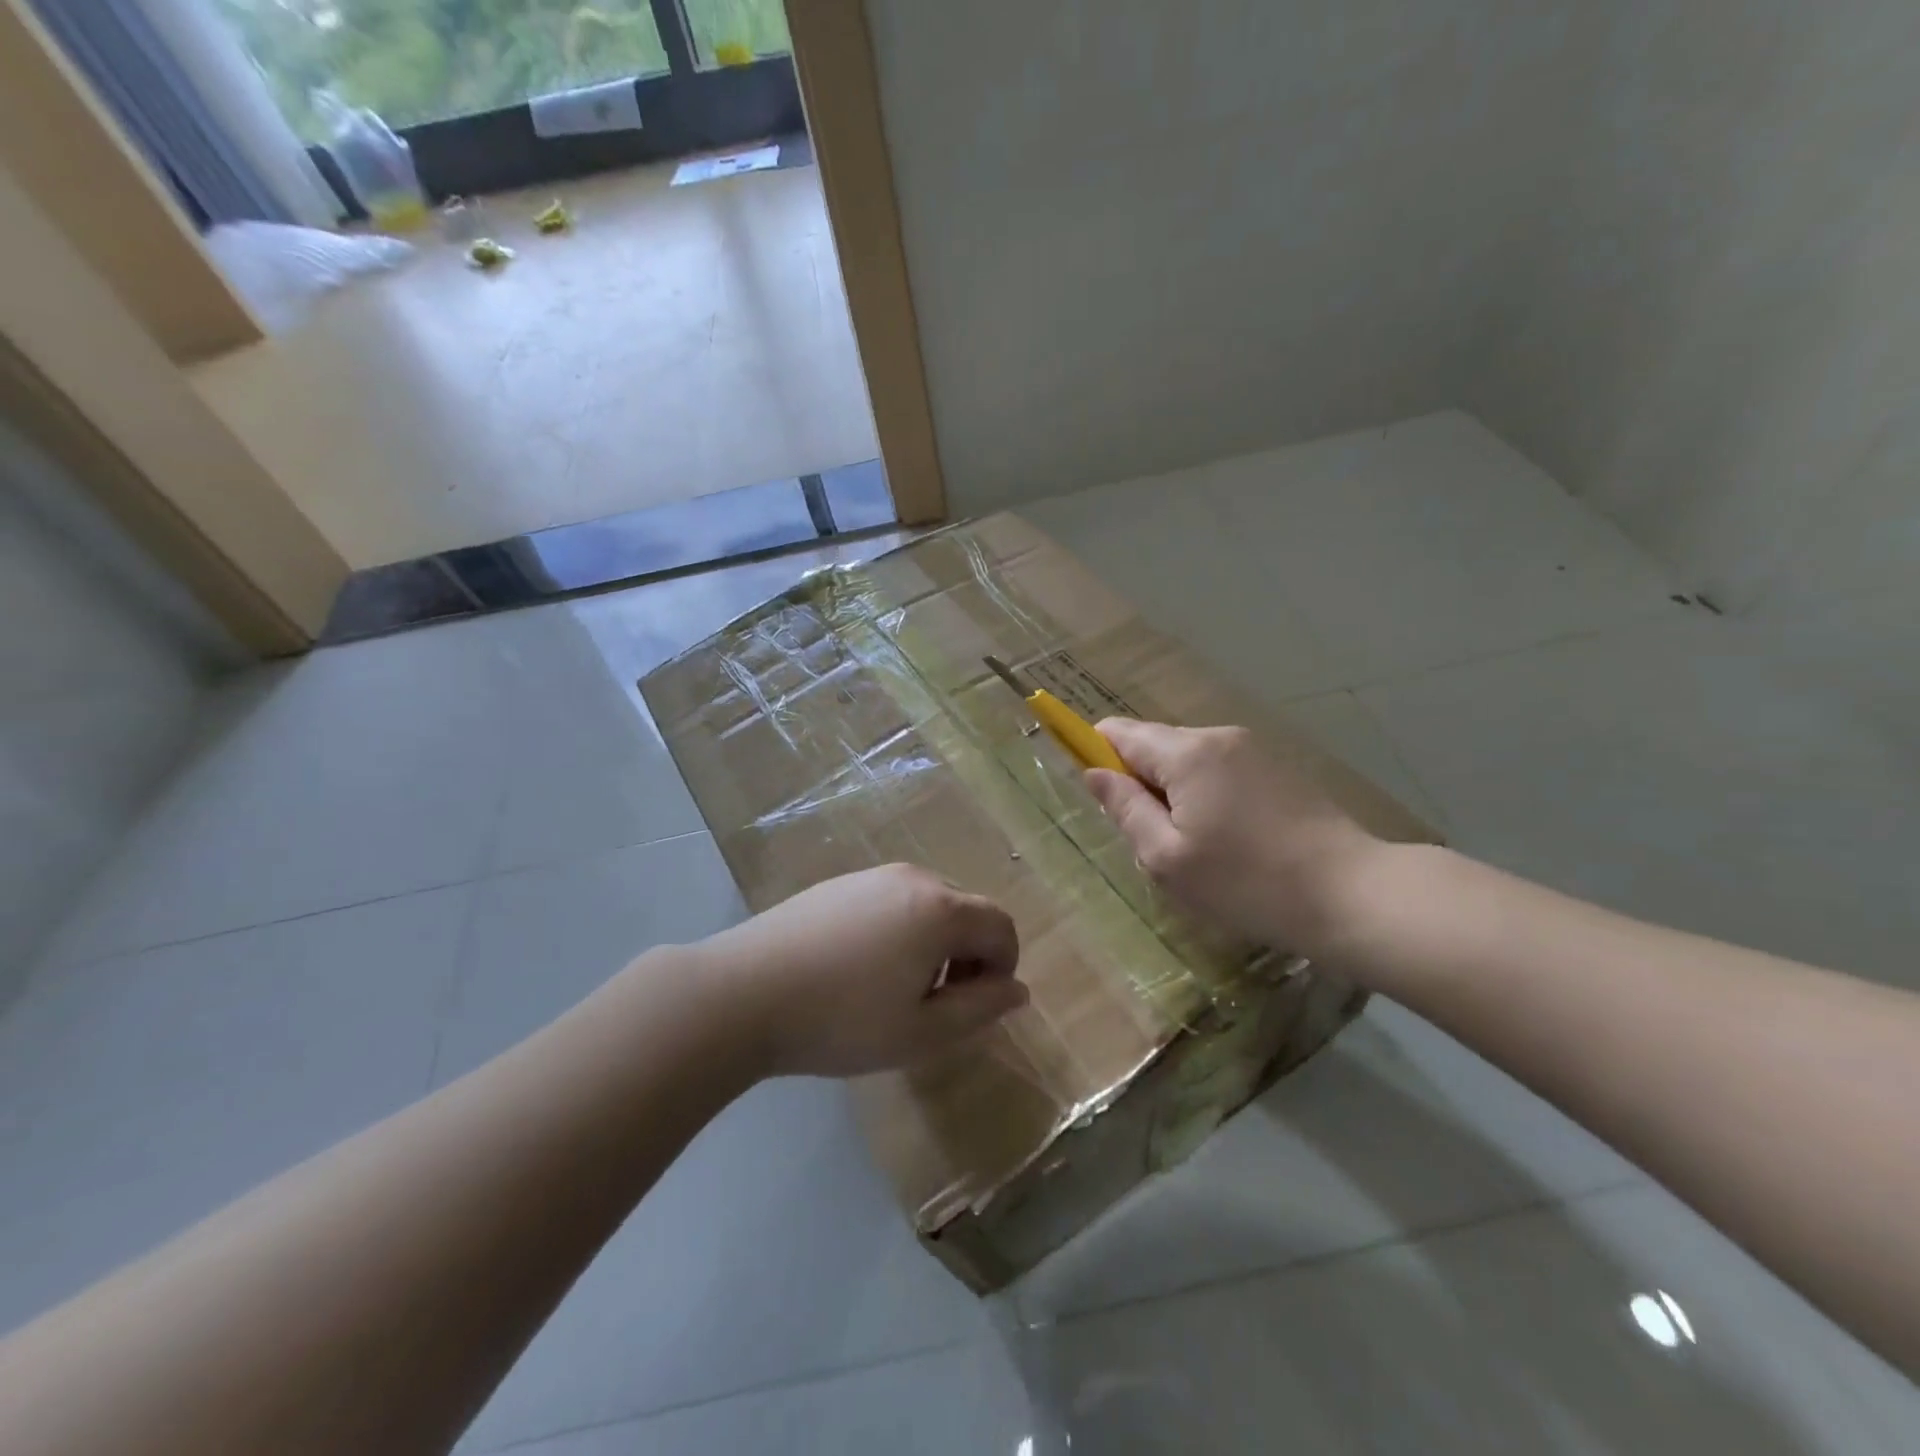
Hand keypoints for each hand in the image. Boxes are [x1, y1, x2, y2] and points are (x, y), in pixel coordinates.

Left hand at [697, 864, 1025, 1077]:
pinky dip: (901, 930)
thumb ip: (980, 1009)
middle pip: (967, 911)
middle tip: (939, 1004)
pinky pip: (892, 901)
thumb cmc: (842, 1019)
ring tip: (899, 989)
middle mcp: (913, 879)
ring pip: (929, 904)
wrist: (744, 992)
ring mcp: (872, 876)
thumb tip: (1016, 990)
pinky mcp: (839, 883)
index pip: (1001, 927)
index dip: (1003, 968)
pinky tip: (862, 969)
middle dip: (970, 955)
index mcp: (941, 909)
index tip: (977, 1006)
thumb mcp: (922, 1031)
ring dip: (936, 943)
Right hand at [1085, 720, 1384, 953]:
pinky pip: (1219, 771)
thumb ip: (1124, 808)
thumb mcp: (1167, 858)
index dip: (1094, 754)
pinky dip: (1206, 797)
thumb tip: (1093, 772)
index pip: (1117, 732)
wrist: (1352, 895)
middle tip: (1153, 843)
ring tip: (1195, 851)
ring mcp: (1253, 749)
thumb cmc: (1246, 882)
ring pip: (1187, 761)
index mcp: (1186, 752)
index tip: (1100, 799)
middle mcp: (1218, 736)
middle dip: (1139, 785)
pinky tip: (1229, 843)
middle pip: (1153, 745)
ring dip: (1173, 795)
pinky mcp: (1278, 769)